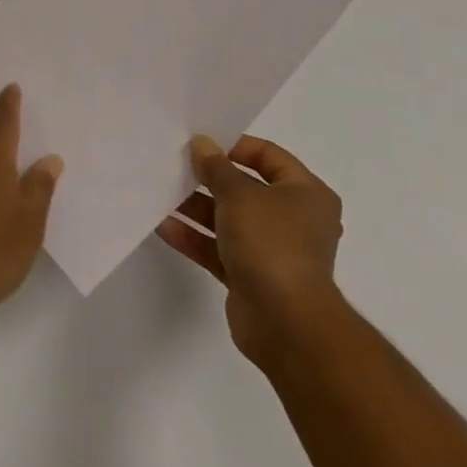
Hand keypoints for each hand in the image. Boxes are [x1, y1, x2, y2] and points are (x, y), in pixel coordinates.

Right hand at [157, 135, 344, 368]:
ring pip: (228, 219)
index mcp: (305, 194)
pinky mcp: (251, 277)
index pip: (269, 156)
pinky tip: (163, 225)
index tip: (202, 142)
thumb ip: (216, 167)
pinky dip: (194, 237)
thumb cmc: (272, 243)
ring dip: (196, 207)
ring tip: (161, 191)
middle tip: (176, 164)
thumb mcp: (239, 194)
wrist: (286, 324)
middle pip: (245, 188)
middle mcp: (293, 219)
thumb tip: (202, 144)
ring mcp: (272, 250)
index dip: (235, 145)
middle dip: (209, 178)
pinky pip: (218, 249)